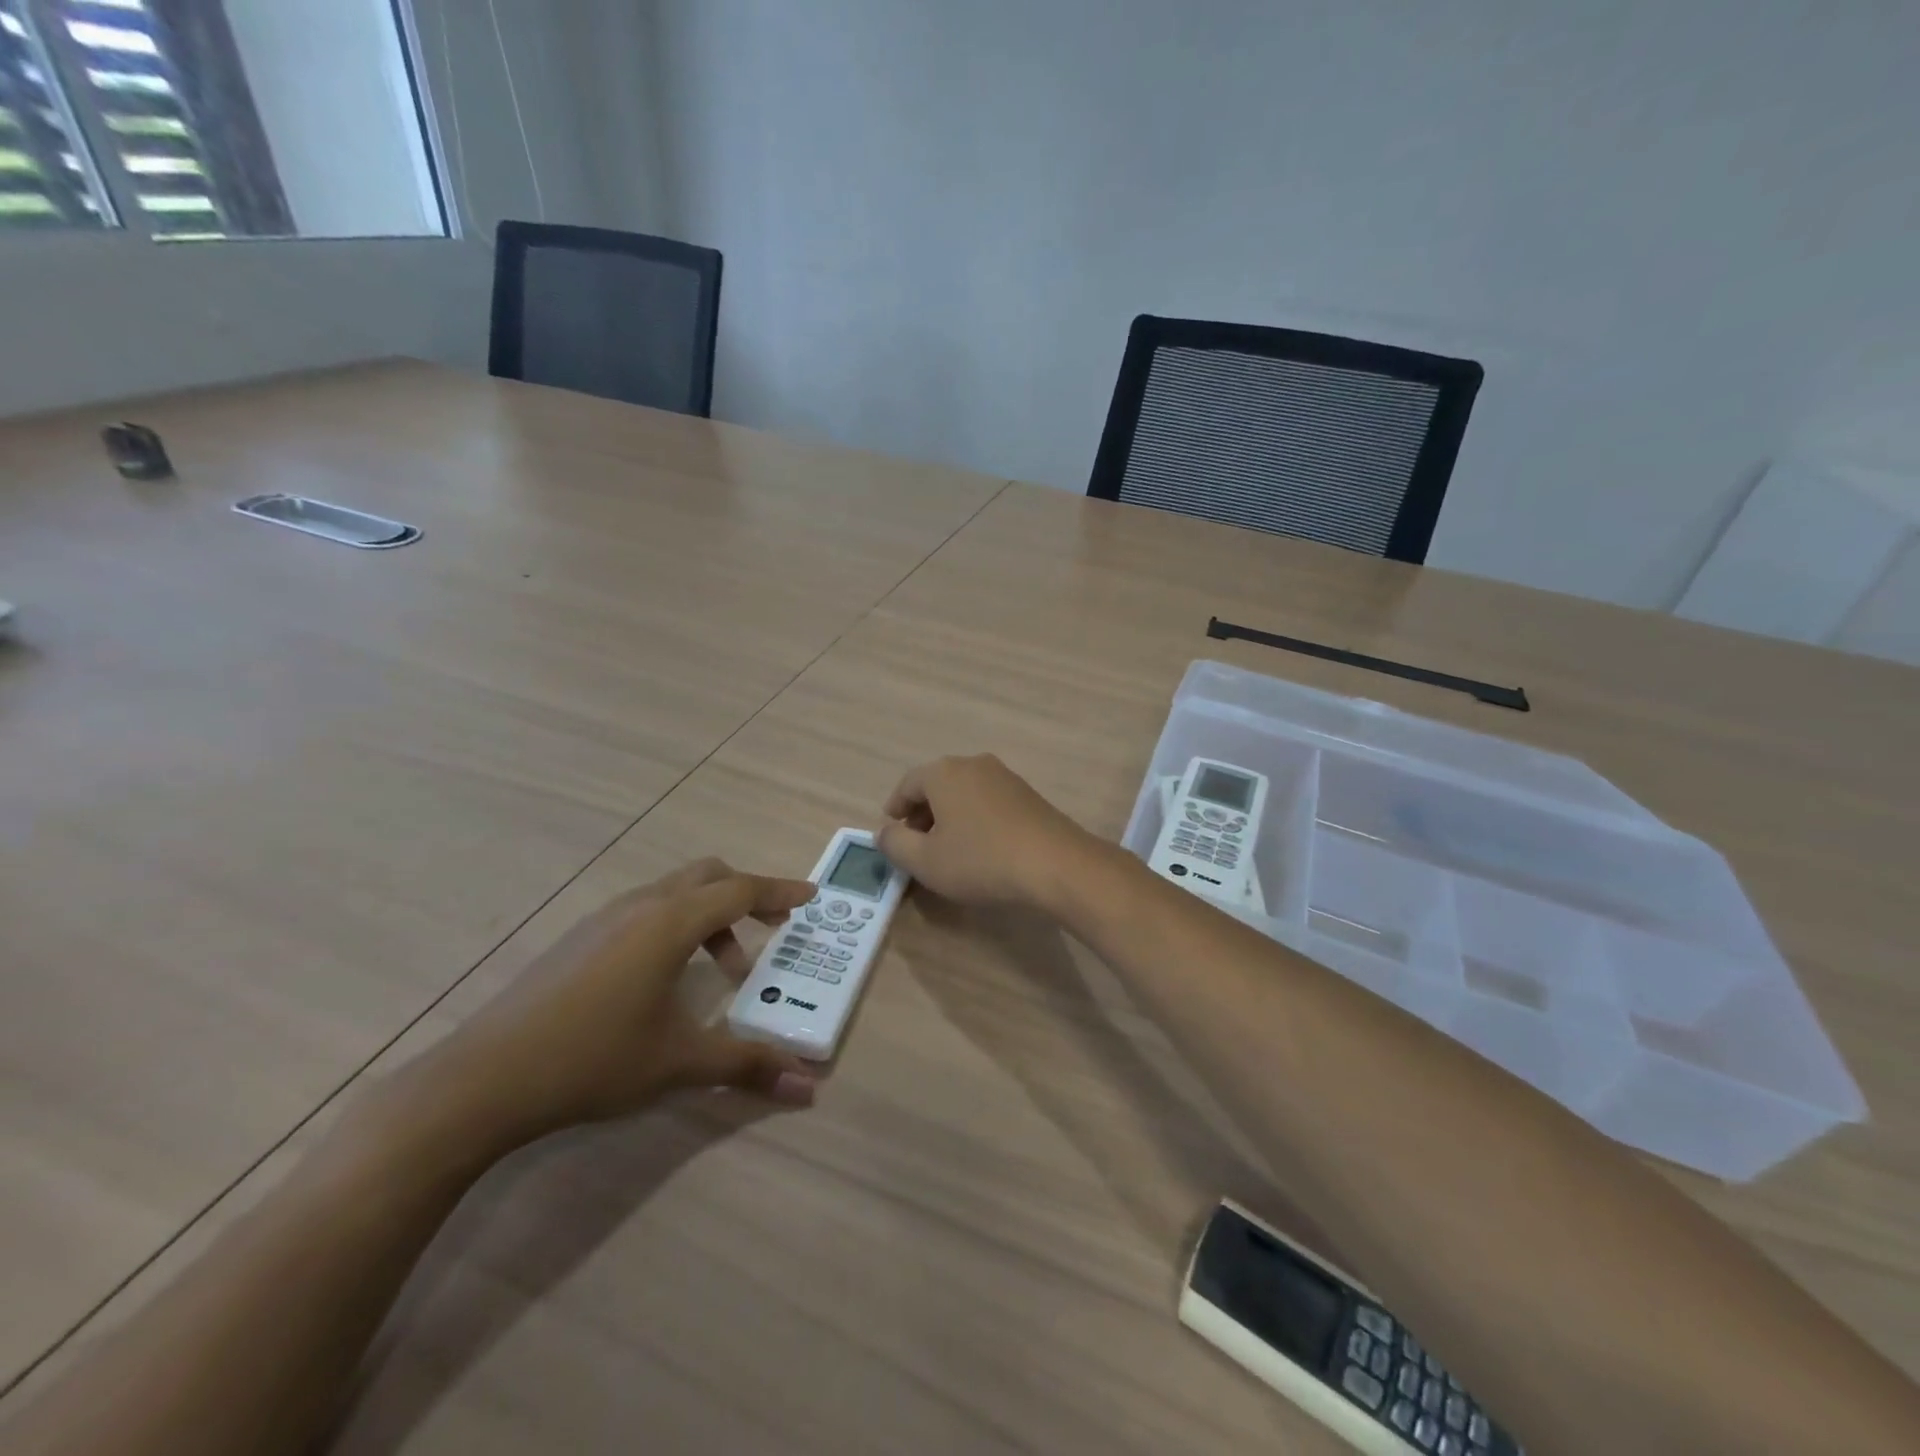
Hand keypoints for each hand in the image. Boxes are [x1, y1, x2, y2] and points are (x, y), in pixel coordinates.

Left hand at [404, 859, 818, 1153]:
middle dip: (748, 896)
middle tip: (773, 931)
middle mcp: (642, 905)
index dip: (780, 892)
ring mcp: (605, 917)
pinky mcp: (580, 937)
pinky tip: (666, 978)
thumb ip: (746, 1065)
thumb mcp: (679, 1063)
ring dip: (710, 917)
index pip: (741, 890)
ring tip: (722, 971)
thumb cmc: (593, 1060)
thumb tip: (807, 1089)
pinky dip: (677, 925)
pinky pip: (646, 909)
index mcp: (671, 922)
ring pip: (675, 892)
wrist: (482, 1079)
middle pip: (709, 875)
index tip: (810, 897)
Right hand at [875, 754, 1093, 908]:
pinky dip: (975, 819)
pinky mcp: (1028, 795)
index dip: (894, 810)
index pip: (907, 784)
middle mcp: (974, 765)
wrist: (1055, 864)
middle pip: (936, 785)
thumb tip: (884, 832)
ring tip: (947, 850)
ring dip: (949, 817)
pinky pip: (988, 802)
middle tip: (916, 844)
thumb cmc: (981, 860)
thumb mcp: (925, 861)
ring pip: (964, 793)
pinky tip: (980, 848)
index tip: (891, 833)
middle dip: (922, 814)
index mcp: (944, 772)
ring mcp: (1005, 777)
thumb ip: (895, 844)